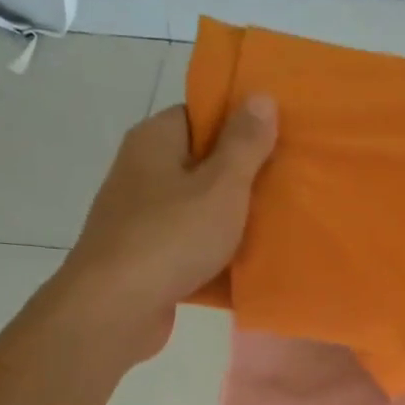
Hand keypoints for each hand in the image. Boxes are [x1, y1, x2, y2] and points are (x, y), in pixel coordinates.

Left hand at [61, 96, 277, 359]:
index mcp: (154, 141)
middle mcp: (142, 173)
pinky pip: (191, 249)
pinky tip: (249, 269)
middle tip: (288, 186)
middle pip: (201, 165)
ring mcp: (141, 219)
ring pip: (198, 211)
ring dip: (232, 222)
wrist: (117, 308)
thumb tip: (261, 96)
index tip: (277, 140)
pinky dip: (216, 257)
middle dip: (242, 178)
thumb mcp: (221, 186)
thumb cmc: (171, 237)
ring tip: (278, 228)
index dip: (238, 125)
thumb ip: (244, 144)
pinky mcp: (147, 259)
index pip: (199, 115)